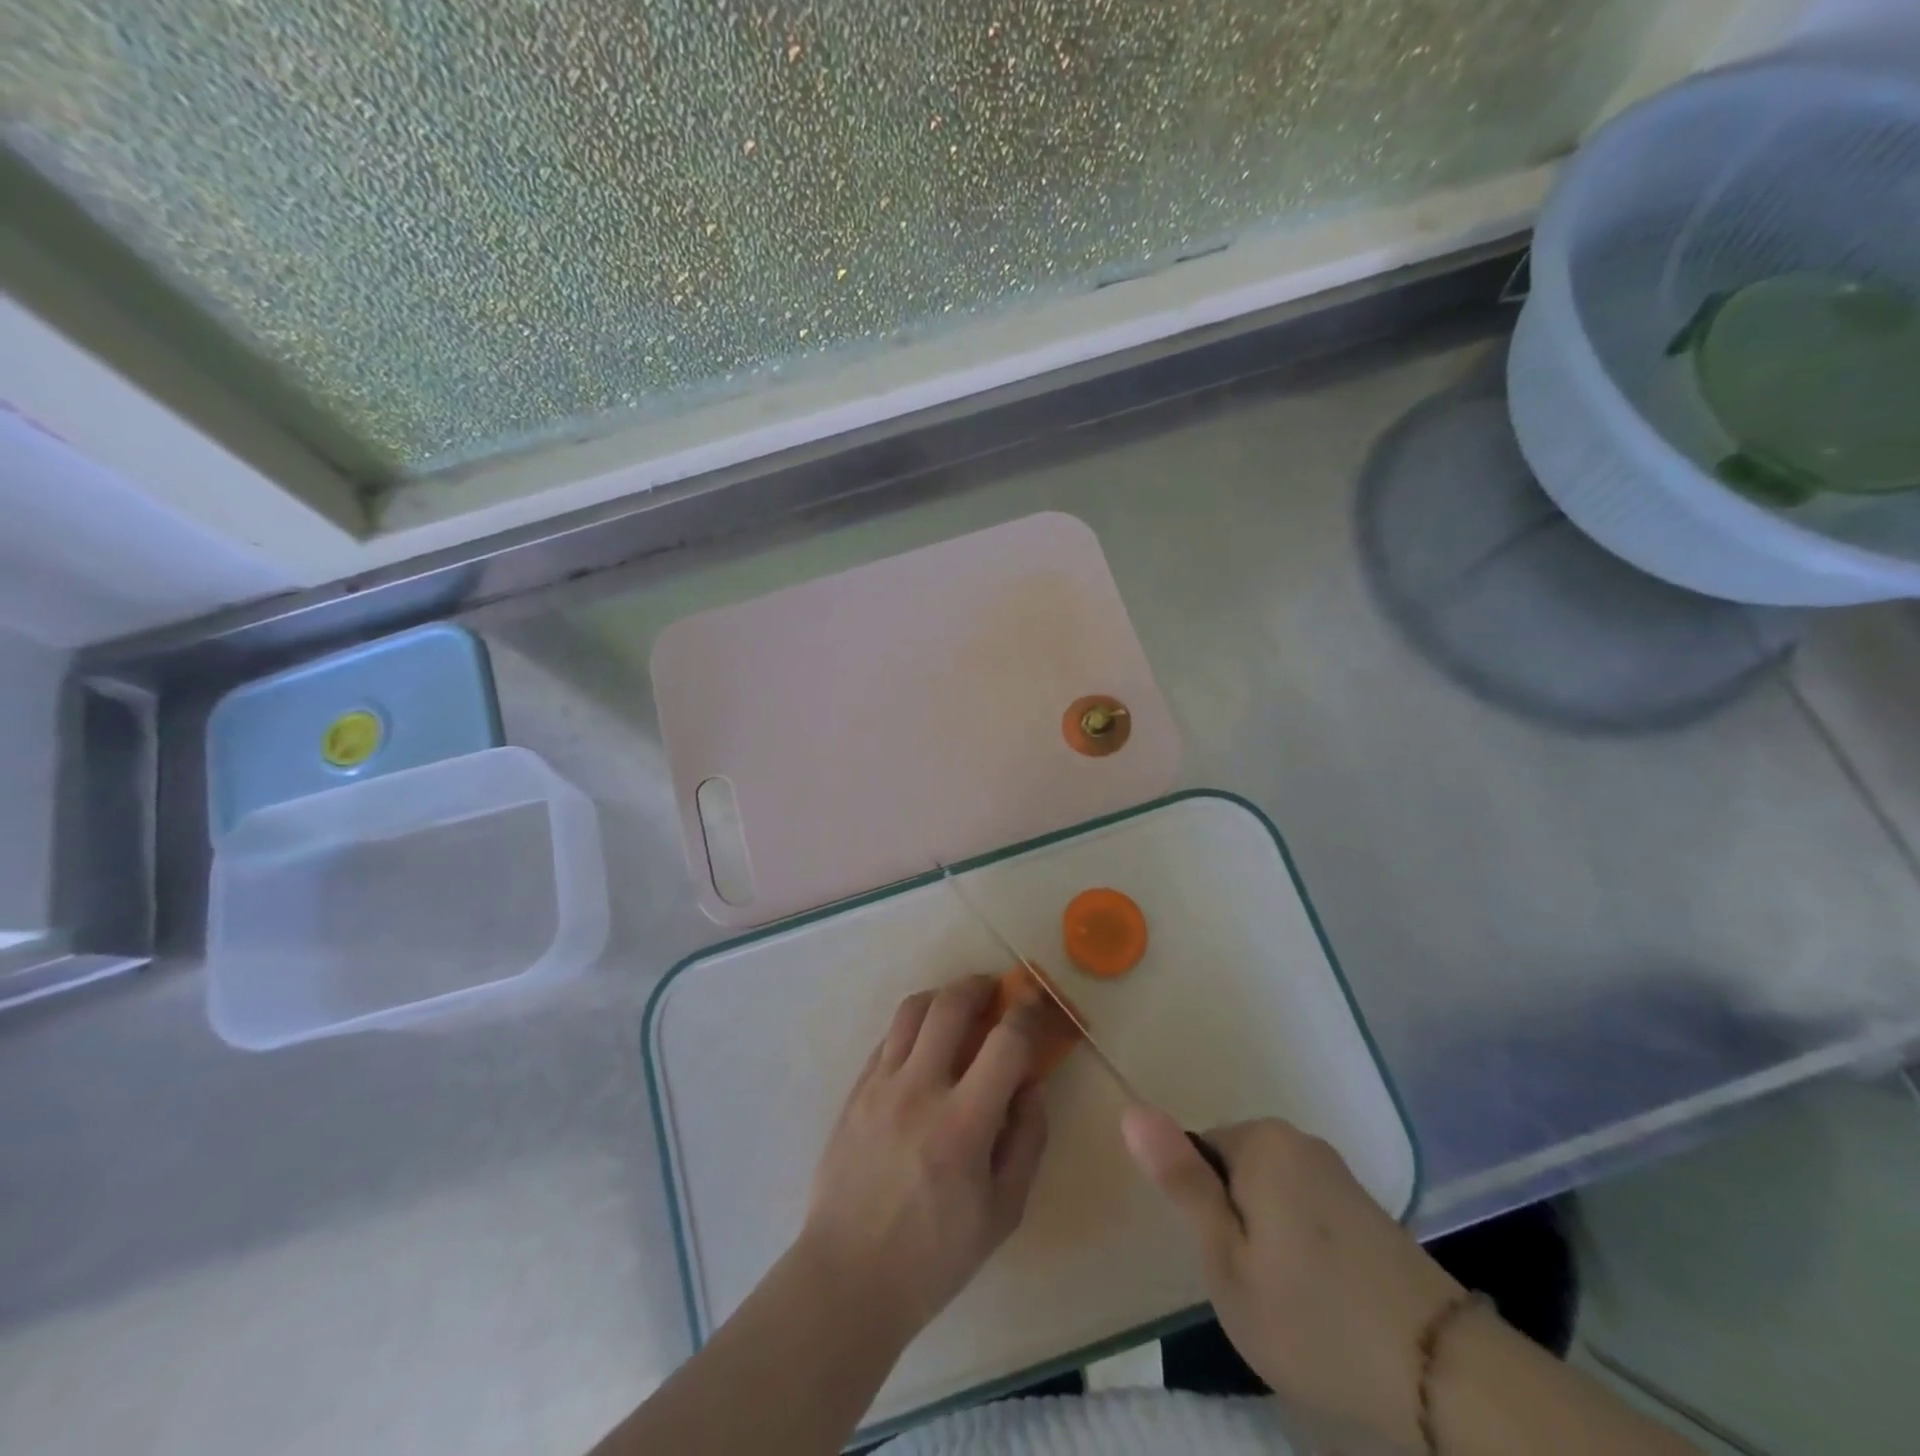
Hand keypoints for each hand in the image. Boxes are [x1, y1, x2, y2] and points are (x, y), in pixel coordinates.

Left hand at [799, 976, 1050, 1346]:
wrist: (849, 1276)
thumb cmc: (935, 1255)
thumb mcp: (1004, 1211)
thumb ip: (1027, 1140)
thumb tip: (1031, 1085)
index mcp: (963, 1125)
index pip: (1005, 1043)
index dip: (1027, 1013)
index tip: (1035, 1001)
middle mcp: (919, 1090)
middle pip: (950, 1005)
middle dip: (979, 985)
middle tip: (994, 989)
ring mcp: (880, 1086)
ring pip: (912, 1010)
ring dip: (942, 996)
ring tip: (958, 1006)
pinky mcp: (855, 1091)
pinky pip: (887, 1038)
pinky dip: (913, 1027)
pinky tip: (924, 1044)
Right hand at [1123, 1109, 1462, 1450]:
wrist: (1443, 1373)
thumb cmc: (1312, 1317)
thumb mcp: (1226, 1260)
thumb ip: (1181, 1182)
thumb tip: (1132, 1110)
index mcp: (1260, 1141)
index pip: (1196, 1154)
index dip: (1204, 1213)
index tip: (1227, 1264)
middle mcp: (1298, 1139)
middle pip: (1234, 1170)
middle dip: (1235, 1223)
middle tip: (1256, 1288)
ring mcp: (1337, 1170)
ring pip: (1270, 1193)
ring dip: (1268, 1237)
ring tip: (1293, 1300)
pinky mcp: (1366, 1204)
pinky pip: (1306, 1209)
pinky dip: (1303, 1246)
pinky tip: (1326, 1297)